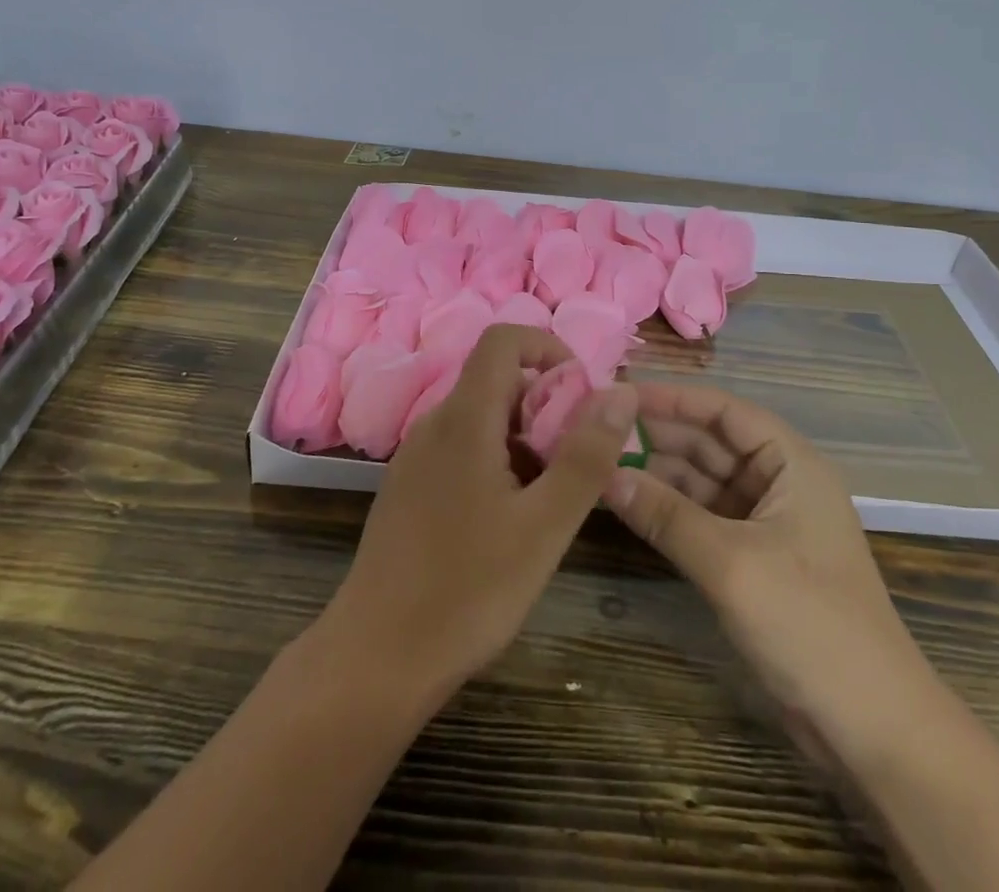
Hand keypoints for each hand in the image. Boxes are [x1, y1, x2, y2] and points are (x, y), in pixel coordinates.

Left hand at [322, 325, 639, 698]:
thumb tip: (622, 391)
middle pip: (498, 381)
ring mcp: (416, 456)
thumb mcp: (545, 526)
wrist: (375, 659)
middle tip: (576, 462)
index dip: (547, 348)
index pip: (503, 339)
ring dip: (526, 438)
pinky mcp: (410, 487)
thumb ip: (587, 455)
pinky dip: (498, 461)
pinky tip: (509, 521)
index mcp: (464, 418)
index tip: (582, 394)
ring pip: (483, 418)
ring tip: (549, 500)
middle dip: (546, 405)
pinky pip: (463, 448)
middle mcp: (435, 423)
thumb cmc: (468, 590)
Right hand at [604, 382, 933, 730]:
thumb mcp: (731, 564)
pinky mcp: (752, 559)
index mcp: (791, 463)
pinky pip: (702, 517)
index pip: (723, 410)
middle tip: (596, 429)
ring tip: (598, 462)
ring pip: (701, 480)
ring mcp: (765, 521)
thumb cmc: (810, 624)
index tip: (619, 393)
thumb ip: (666, 515)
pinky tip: (627, 503)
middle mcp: (778, 481)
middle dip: (657, 435)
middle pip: (710, 442)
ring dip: (657, 473)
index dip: (671, 398)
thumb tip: (603, 474)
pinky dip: (668, 510)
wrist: (872, 728)